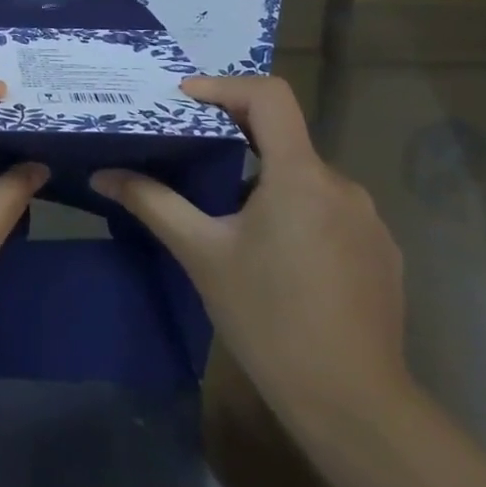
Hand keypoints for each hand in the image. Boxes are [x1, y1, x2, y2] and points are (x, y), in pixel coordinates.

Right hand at [91, 76, 408, 427]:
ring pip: (306, 179)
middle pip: (284, 139)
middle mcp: (342, 185)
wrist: (351, 400)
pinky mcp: (381, 252)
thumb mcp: (201, 254)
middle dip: (236, 141)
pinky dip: (296, 214)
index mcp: (300, 175)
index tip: (184, 99)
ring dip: (267, 184)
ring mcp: (369, 220)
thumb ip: (153, 203)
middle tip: (192, 159)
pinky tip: (276, 259)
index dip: (224, 86)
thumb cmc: (267, 317)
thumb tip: (103, 175)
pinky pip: (330, 212)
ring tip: (230, 219)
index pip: (269, 96)